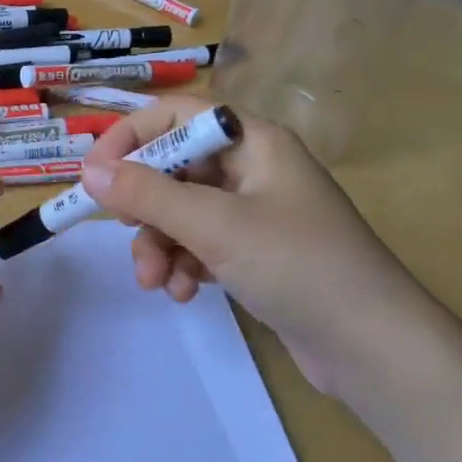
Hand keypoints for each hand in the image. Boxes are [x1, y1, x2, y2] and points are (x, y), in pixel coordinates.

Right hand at [78, 96, 443, 391]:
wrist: (373, 345)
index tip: (93, 174)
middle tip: (125, 233)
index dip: (130, 137)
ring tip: (156, 282)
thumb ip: (146, 195)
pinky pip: (202, 243)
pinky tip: (185, 293)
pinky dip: (185, 263)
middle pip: (175, 168)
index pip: (176, 116)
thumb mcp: (214, 225)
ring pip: (183, 212)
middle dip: (144, 207)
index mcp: (253, 141)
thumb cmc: (296, 265)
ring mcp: (256, 212)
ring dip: (161, 244)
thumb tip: (88, 171)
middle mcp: (253, 168)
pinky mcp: (257, 252)